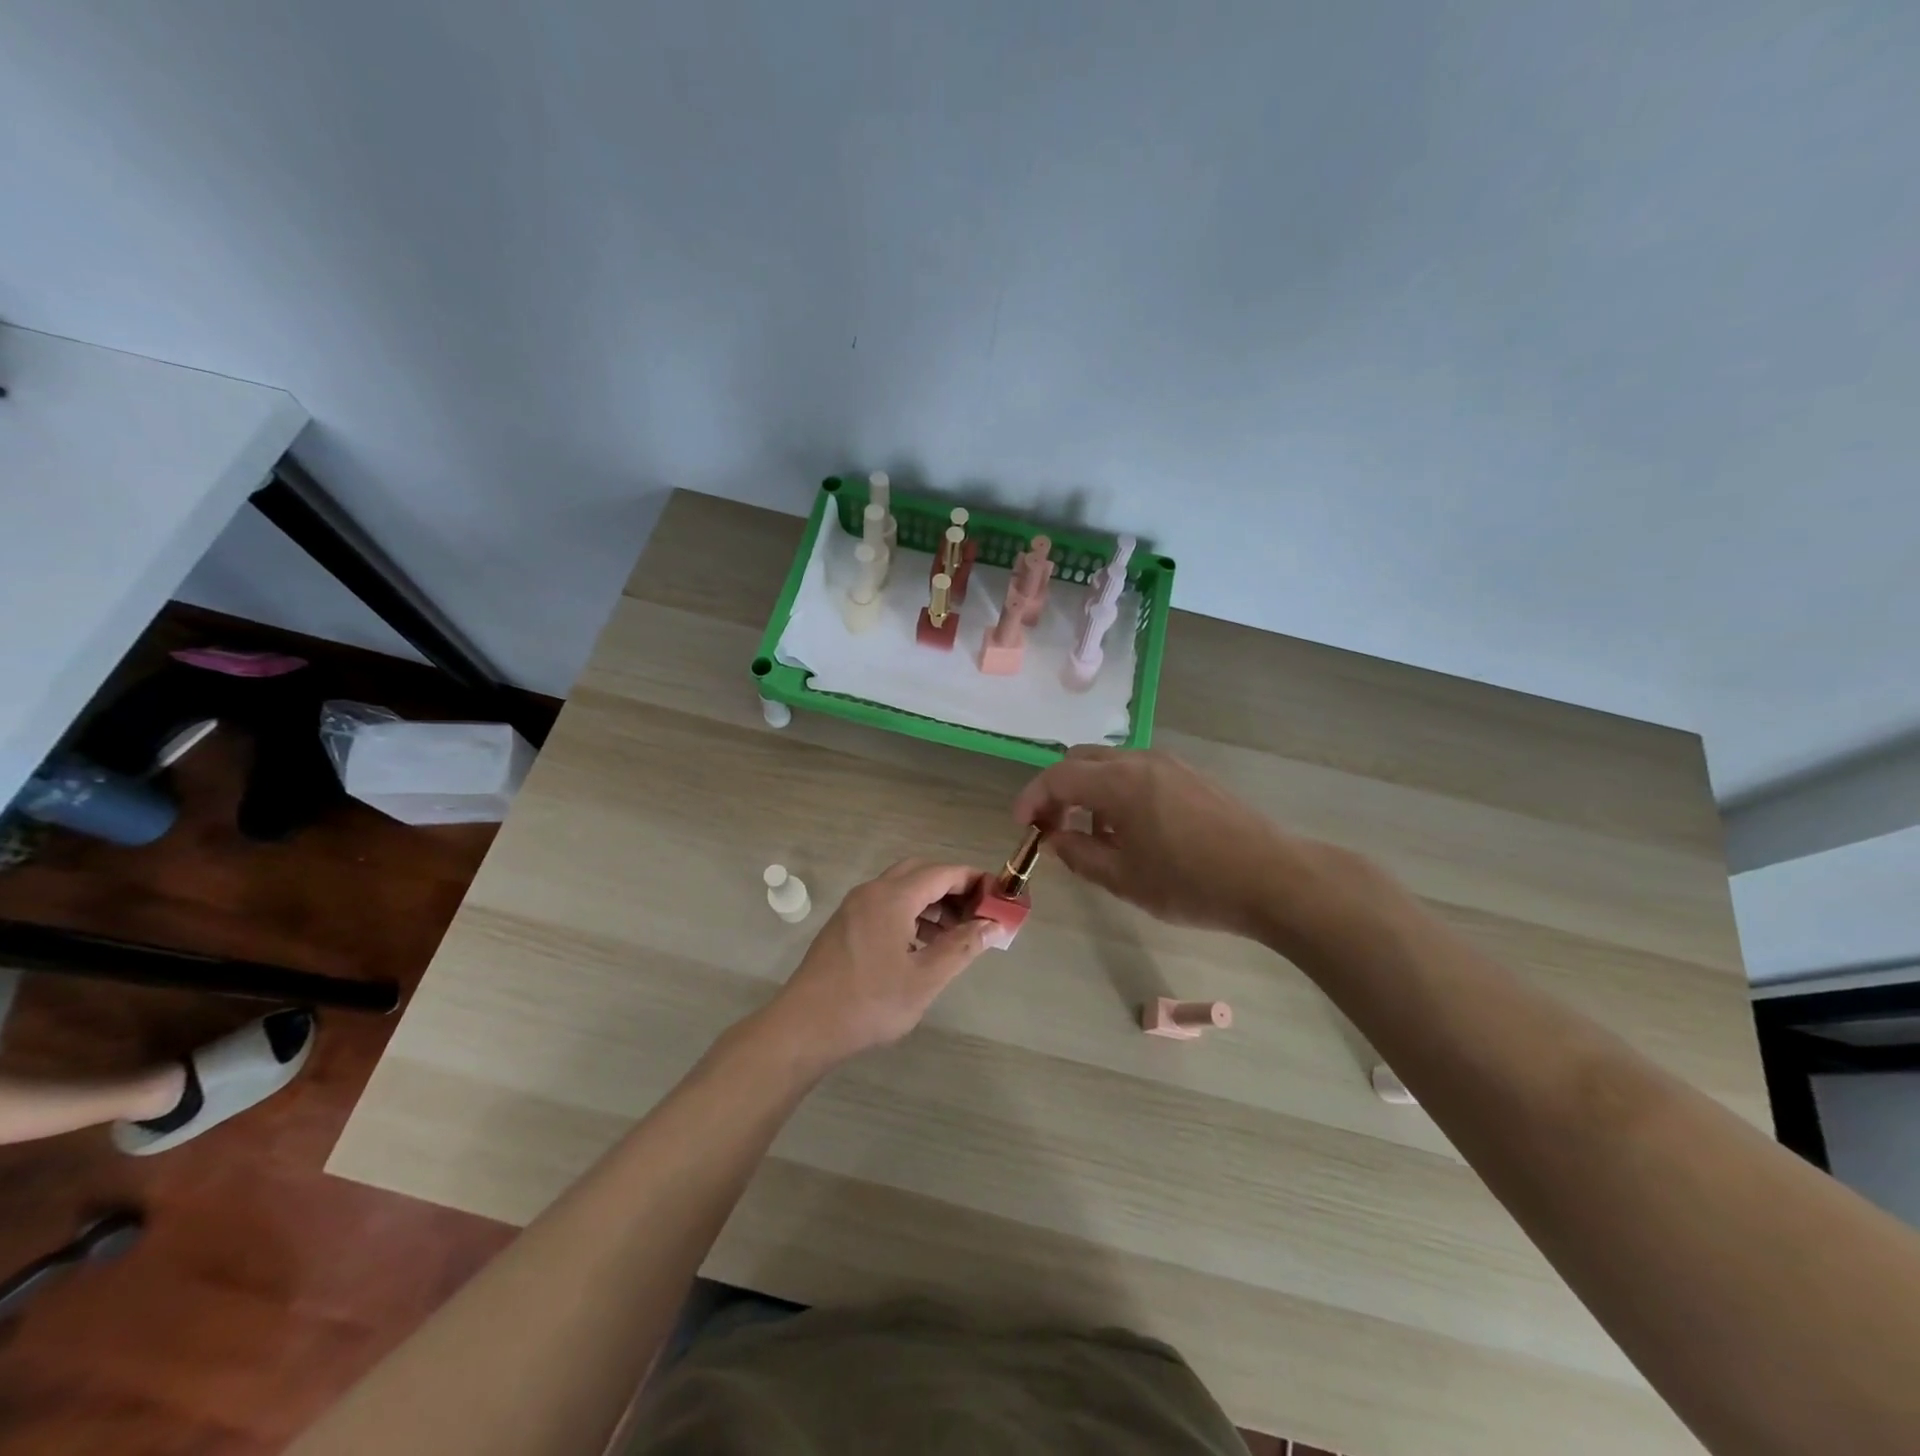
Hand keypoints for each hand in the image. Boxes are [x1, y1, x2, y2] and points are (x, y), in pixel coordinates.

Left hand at [762, 860, 994, 1067]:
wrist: (805, 1026)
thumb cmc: (870, 1002)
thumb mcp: (925, 979)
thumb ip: (961, 947)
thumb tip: (992, 926)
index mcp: (892, 897)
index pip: (942, 872)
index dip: (973, 880)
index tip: (998, 896)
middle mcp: (872, 892)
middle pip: (920, 873)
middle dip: (952, 887)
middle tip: (977, 913)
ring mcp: (854, 907)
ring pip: (902, 889)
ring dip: (931, 902)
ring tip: (956, 933)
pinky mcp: (845, 925)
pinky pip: (886, 904)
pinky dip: (910, 913)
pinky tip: (922, 944)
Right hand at [1012, 747, 1304, 939]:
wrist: (1272, 877)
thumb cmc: (1191, 883)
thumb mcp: (1124, 879)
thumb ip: (1079, 855)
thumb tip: (1055, 839)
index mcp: (1118, 782)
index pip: (1058, 776)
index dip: (1033, 798)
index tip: (1022, 825)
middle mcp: (1140, 761)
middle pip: (1082, 760)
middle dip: (1058, 789)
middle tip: (1051, 826)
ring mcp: (1169, 764)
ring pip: (1111, 764)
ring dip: (1089, 791)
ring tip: (1092, 835)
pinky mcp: (1190, 775)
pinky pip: (1138, 772)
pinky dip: (1117, 791)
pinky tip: (1130, 830)